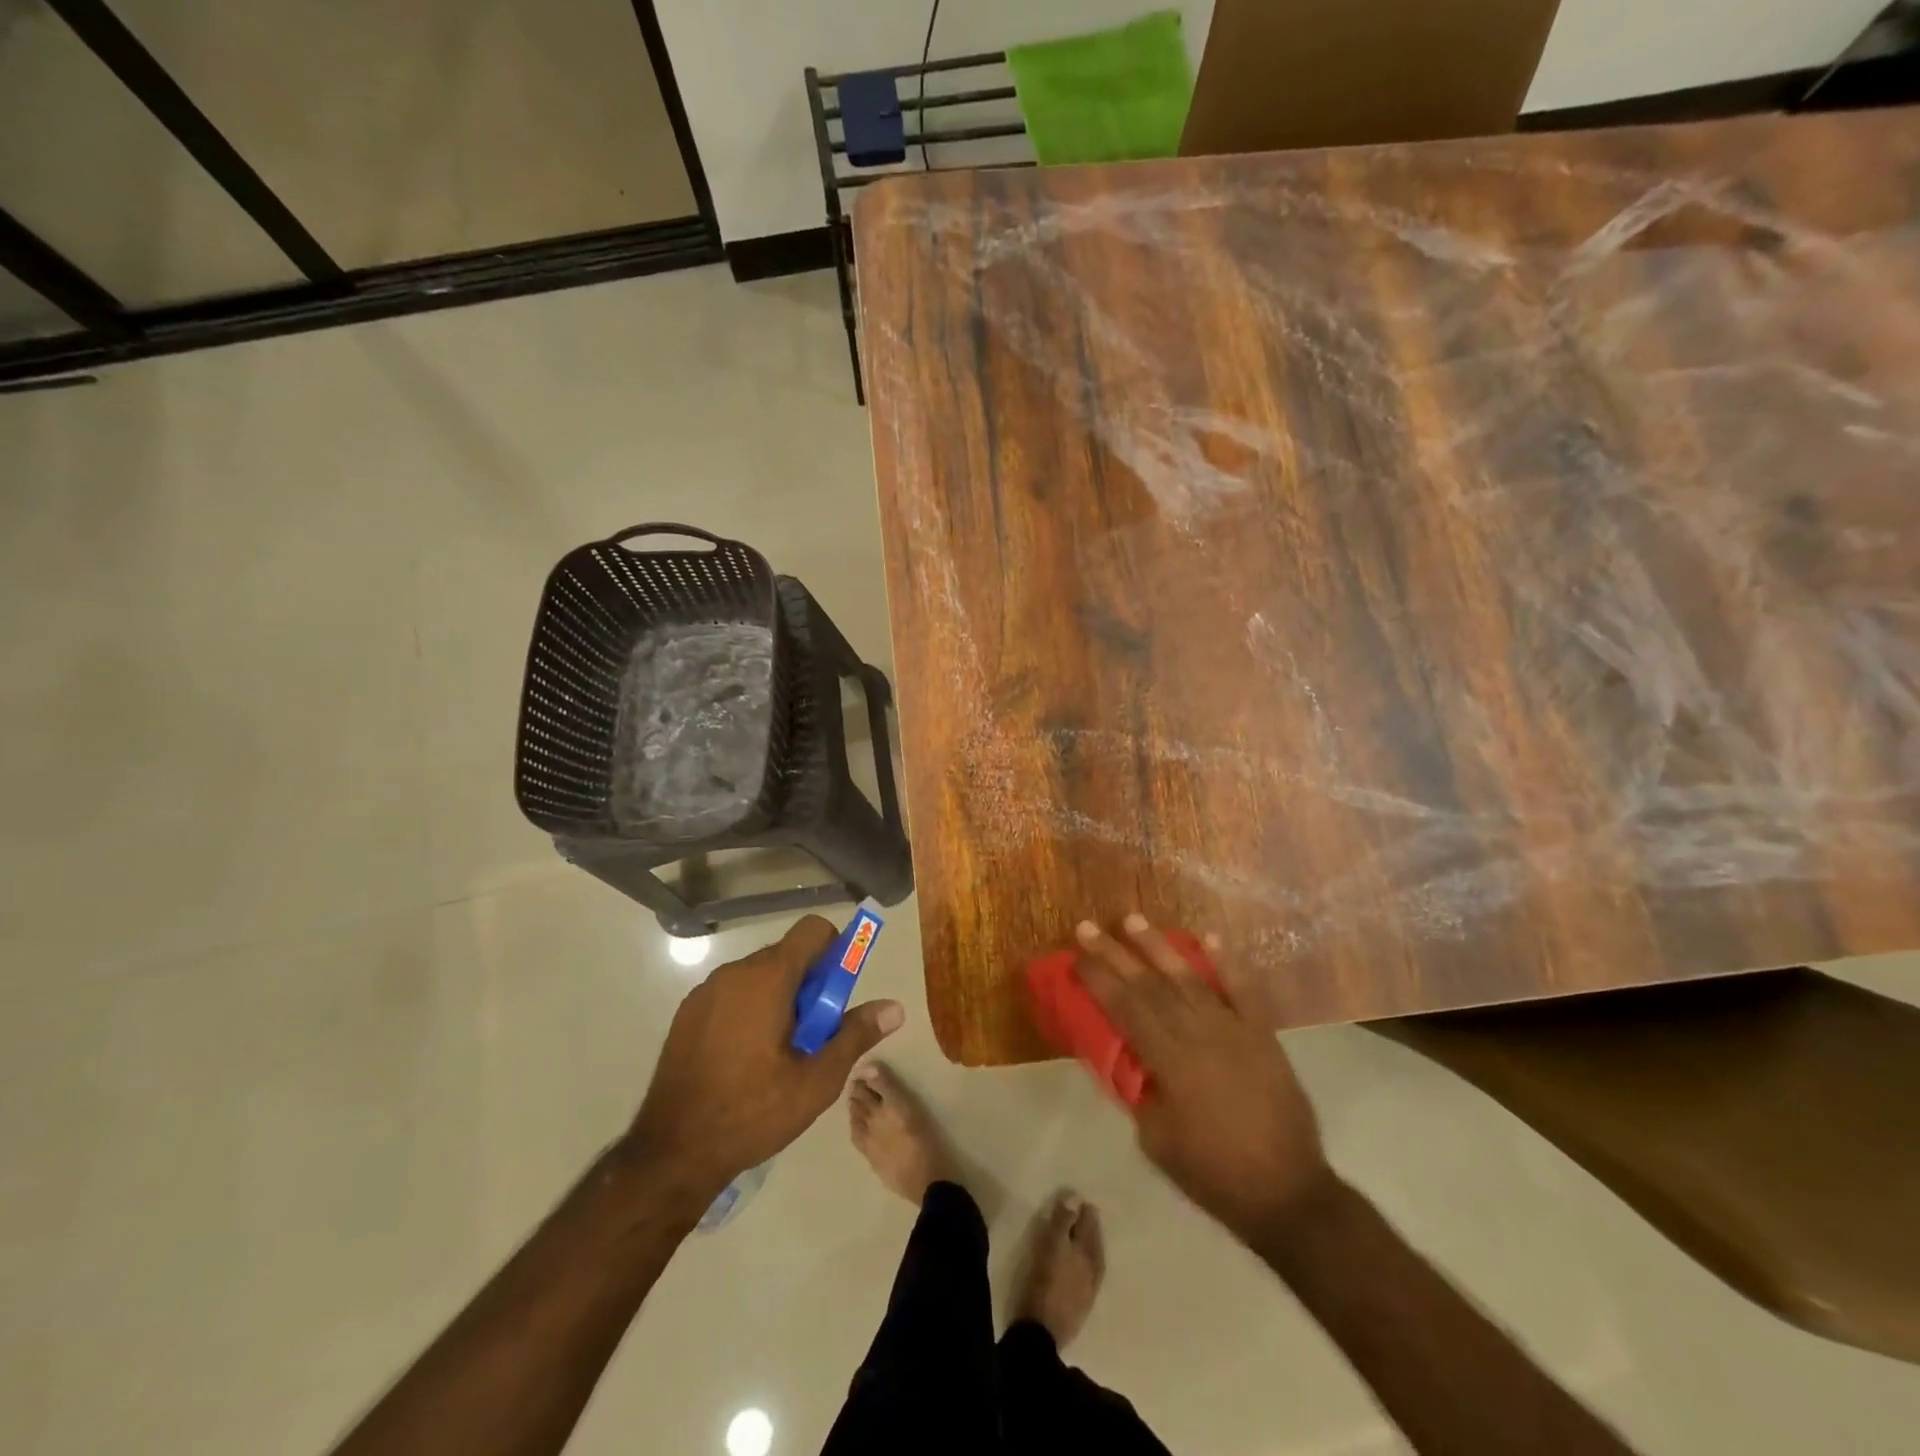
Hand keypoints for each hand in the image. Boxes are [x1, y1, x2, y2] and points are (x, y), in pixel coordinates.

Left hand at [629, 916, 903, 1195]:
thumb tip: (894, 1008)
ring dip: (779, 999)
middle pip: (787, 956)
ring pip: (759, 976)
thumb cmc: (752, 1112)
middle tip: (812, 1036)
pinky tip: (745, 1060)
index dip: (835, 950)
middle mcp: (734, 972)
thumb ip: (855, 1035)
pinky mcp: (687, 1013)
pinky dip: (749, 1010)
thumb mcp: (816, 1080)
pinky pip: (732, 994)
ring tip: (779, 1055)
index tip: (837, 993)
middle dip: (809, 985)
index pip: (813, 930)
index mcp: (768, 977)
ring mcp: (705, 991)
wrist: (671, 1153)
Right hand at [1074, 915, 1332, 1240]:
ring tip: (1133, 920)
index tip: (1075, 955)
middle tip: (1088, 926)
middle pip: (1150, 986)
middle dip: (1115, 954)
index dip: (1098, 979)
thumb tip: (1126, 1058)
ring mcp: (1234, 1029)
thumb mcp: (1157, 1140)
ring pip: (1189, 978)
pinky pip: (1242, 990)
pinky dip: (1226, 962)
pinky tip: (1209, 937)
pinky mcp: (1262, 1034)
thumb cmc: (1214, 1174)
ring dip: (1159, 947)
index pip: (1125, 1009)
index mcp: (1171, 1062)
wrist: (1289, 1193)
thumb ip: (1138, 1091)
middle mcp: (1200, 1034)